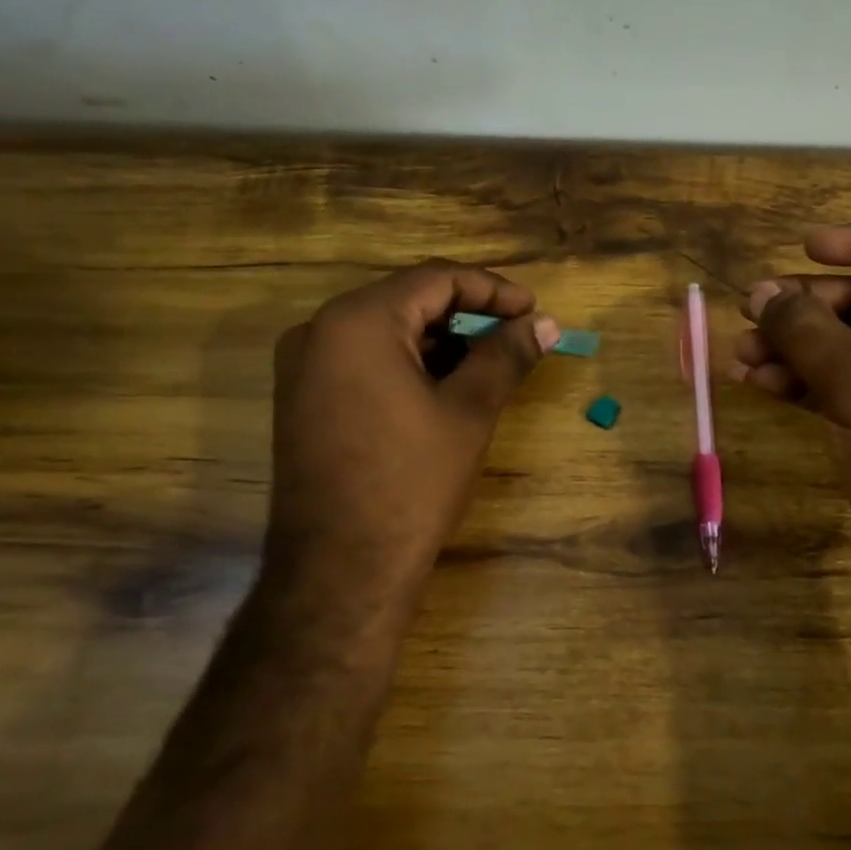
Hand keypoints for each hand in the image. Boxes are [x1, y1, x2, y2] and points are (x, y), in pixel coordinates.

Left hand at [267, 261, 558, 618]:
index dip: (492, 290)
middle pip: (408, 299)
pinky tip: (444, 384)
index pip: (435, 278)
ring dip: (440, 338)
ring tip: (489, 361)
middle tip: (516, 334)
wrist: (340, 571)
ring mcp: (304, 366)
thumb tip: (546, 323)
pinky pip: (363, 358)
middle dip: (467, 313)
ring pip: (386, 330)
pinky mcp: (303, 398)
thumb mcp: (469, 410)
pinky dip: (408, 362)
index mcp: (358, 320)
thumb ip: (507, 354)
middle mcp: (320, 330)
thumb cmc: (411, 482)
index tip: (534, 311)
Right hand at [731, 222, 850, 606]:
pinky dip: (799, 382)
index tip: (804, 246)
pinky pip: (838, 389)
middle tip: (752, 309)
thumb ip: (805, 329)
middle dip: (808, 305)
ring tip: (742, 352)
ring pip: (846, 349)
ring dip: (794, 346)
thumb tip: (760, 290)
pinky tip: (757, 383)